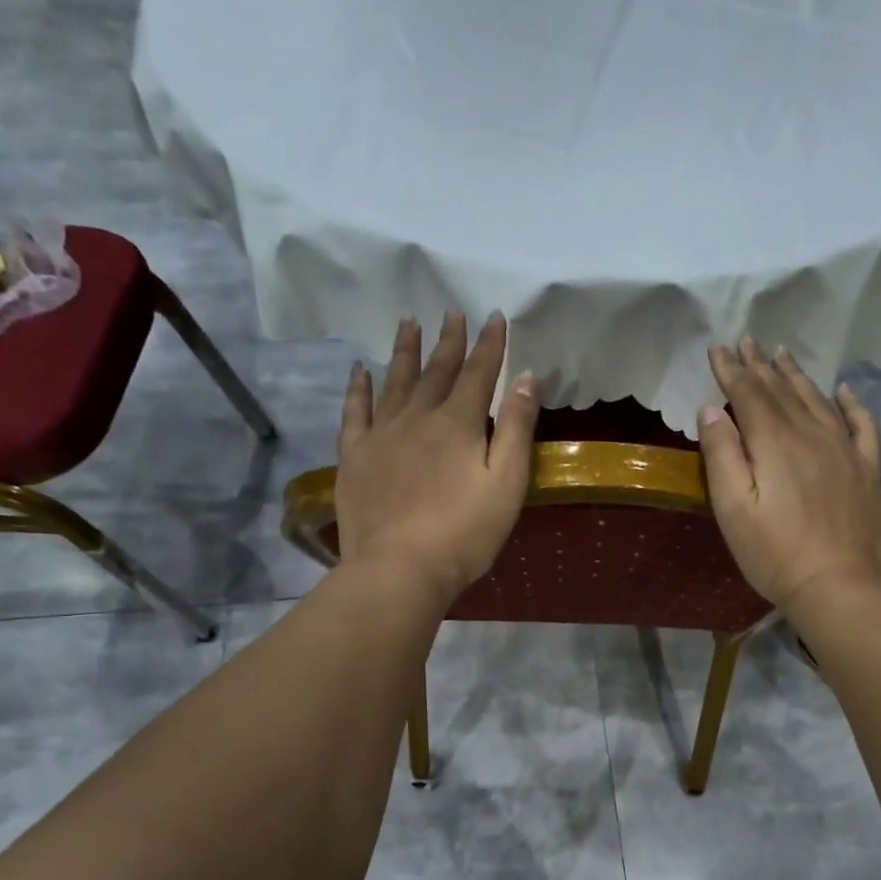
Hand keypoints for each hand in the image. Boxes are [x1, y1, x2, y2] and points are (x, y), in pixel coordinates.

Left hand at [336, 310, 539, 607]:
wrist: (400, 568)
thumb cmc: (465, 532)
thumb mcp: (507, 483)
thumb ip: (515, 428)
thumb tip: (526, 376)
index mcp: (458, 423)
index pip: (478, 373)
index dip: (489, 345)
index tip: (494, 317)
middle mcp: (417, 417)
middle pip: (436, 370)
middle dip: (448, 340)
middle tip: (451, 311)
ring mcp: (381, 434)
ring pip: (395, 381)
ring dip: (404, 351)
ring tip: (408, 322)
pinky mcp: (354, 456)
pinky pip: (355, 411)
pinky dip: (358, 388)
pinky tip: (360, 369)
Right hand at [698, 339, 880, 612]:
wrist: (839, 586)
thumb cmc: (774, 553)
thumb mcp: (732, 509)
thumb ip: (722, 455)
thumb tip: (711, 409)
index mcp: (774, 442)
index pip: (748, 394)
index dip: (731, 370)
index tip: (718, 349)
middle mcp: (811, 433)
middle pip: (782, 391)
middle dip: (760, 366)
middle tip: (747, 341)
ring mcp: (844, 449)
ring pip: (817, 400)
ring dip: (796, 375)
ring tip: (782, 354)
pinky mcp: (867, 469)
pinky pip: (861, 424)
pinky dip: (850, 403)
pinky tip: (842, 391)